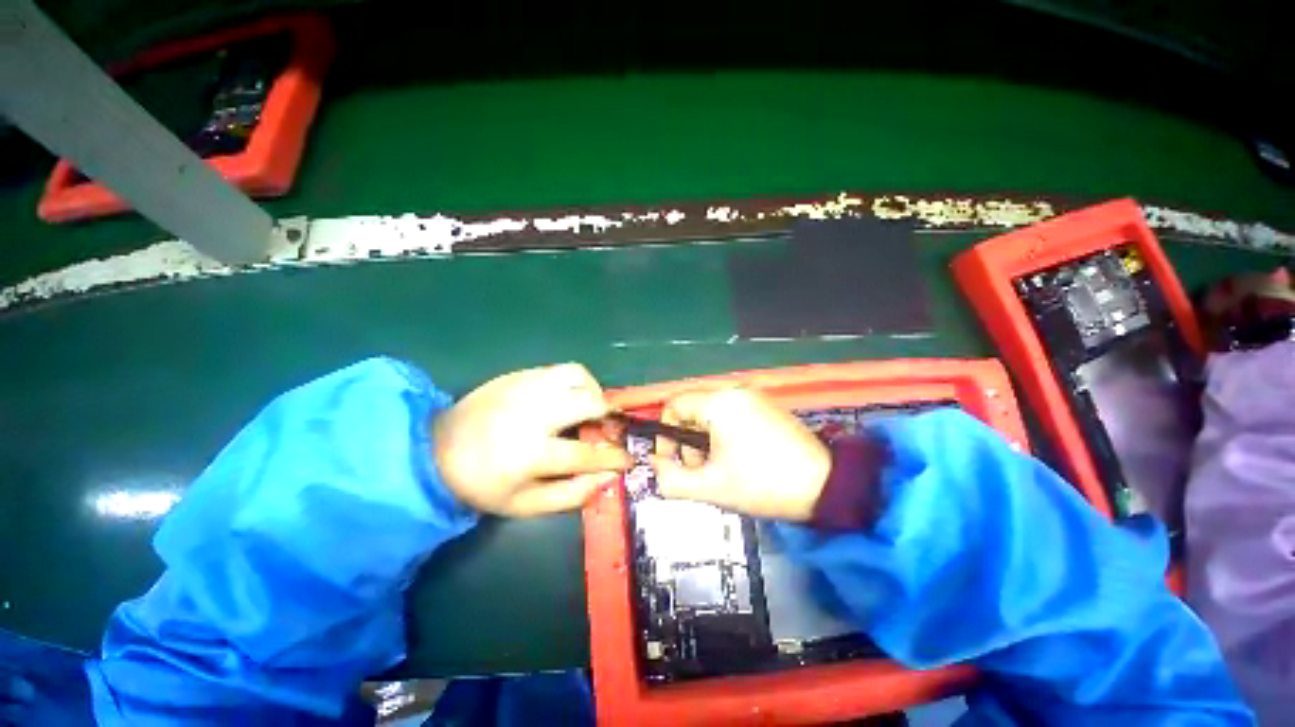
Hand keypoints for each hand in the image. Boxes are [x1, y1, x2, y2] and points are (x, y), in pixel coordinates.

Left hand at [433, 363, 632, 515]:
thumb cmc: (482, 484)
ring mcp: (526, 388)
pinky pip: (561, 369)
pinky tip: (568, 396)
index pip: (588, 453)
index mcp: (532, 452)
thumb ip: (570, 494)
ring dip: (594, 391)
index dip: (614, 457)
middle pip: (590, 403)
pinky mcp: (520, 375)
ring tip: (590, 406)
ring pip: (579, 376)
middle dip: (609, 415)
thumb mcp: (524, 505)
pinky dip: (576, 381)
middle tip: (609, 426)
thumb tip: (607, 478)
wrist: (435, 449)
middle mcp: (534, 413)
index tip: (628, 459)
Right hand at [651, 388, 830, 520]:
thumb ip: (671, 480)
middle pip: (691, 409)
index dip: (665, 434)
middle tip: (700, 470)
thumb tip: (655, 468)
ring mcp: (753, 397)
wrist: (826, 487)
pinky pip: (730, 415)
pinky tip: (738, 459)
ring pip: (710, 414)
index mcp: (719, 403)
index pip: (673, 405)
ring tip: (720, 469)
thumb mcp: (711, 487)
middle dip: (687, 441)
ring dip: (705, 440)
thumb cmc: (764, 484)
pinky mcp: (766, 407)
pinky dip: (724, 435)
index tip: (673, 461)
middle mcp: (735, 392)